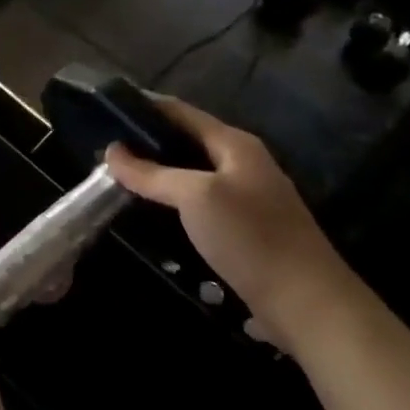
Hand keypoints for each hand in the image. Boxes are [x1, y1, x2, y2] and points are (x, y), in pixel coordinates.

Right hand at [104, 96, 347, 350]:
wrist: (304, 302)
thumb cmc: (250, 237)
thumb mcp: (196, 197)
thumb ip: (153, 174)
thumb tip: (111, 152)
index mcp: (236, 145)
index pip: (182, 112)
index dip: (146, 107)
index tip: (108, 111)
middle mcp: (243, 164)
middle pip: (187, 142)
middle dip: (148, 144)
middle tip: (105, 152)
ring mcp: (247, 199)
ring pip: (193, 176)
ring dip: (159, 176)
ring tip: (119, 180)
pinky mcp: (245, 231)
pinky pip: (200, 206)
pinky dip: (174, 204)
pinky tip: (151, 216)